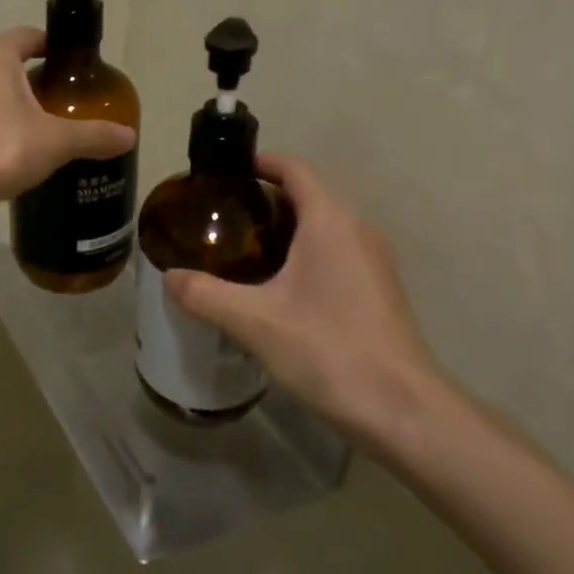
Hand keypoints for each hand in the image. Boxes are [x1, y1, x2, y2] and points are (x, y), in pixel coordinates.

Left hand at [0, 27, 135, 214]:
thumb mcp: (55, 142)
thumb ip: (93, 135)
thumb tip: (130, 136)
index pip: (32, 36)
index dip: (57, 50)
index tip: (78, 71)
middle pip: (10, 64)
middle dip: (38, 82)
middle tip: (66, 105)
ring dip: (11, 106)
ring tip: (40, 132)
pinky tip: (7, 154)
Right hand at [164, 153, 445, 450]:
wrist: (404, 411)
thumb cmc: (329, 350)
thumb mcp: (255, 323)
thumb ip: (205, 295)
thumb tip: (169, 277)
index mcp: (330, 221)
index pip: (295, 169)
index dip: (261, 162)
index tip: (226, 173)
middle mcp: (357, 229)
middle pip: (308, 195)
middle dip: (265, 199)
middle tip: (222, 217)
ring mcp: (374, 260)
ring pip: (324, 226)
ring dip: (286, 228)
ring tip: (243, 251)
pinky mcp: (379, 289)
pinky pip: (337, 252)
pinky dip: (305, 253)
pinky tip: (278, 288)